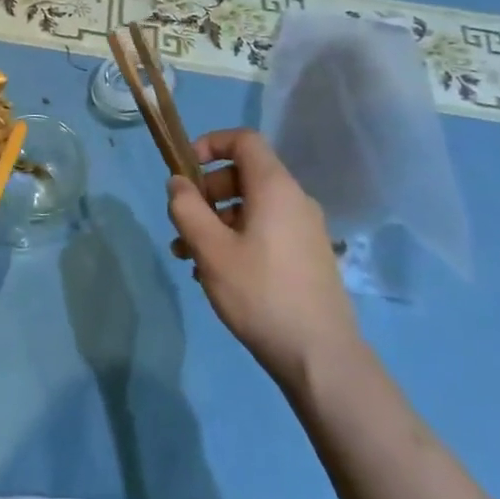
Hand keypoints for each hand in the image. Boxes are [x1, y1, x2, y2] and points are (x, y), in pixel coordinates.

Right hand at [167, 129, 358, 378]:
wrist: (322, 358)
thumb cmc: (260, 294)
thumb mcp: (211, 249)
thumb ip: (187, 209)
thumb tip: (177, 182)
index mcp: (275, 188)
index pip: (243, 140)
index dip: (210, 144)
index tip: (184, 169)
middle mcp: (295, 200)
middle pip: (244, 175)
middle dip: (206, 193)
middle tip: (182, 223)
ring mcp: (305, 230)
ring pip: (252, 208)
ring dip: (216, 222)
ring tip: (188, 257)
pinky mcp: (308, 257)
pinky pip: (266, 230)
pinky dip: (237, 238)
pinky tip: (217, 275)